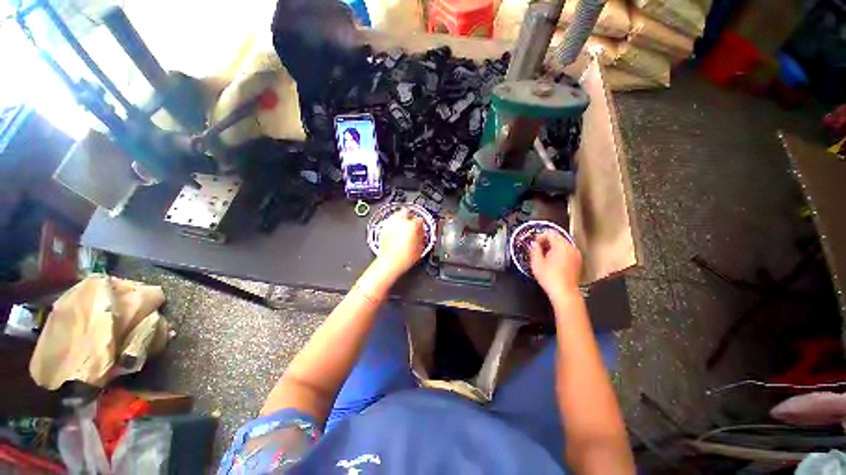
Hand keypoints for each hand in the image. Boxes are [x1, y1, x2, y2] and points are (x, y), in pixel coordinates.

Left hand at [375, 209, 425, 278]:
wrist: (390, 263)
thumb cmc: (404, 257)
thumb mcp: (420, 248)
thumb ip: (422, 237)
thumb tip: (421, 233)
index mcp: (412, 225)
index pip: (420, 220)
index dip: (421, 225)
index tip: (421, 229)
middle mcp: (400, 221)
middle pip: (407, 212)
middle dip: (410, 216)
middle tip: (412, 224)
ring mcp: (391, 224)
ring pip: (397, 215)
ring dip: (401, 219)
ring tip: (404, 227)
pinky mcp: (384, 228)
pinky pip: (391, 222)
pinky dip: (394, 224)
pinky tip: (397, 232)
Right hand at [530, 230, 581, 294]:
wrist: (564, 293)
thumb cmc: (550, 277)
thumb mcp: (536, 262)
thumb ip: (534, 250)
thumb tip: (534, 244)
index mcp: (561, 245)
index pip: (550, 233)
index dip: (540, 237)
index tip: (534, 244)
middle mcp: (571, 248)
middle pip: (558, 238)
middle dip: (547, 242)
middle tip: (537, 249)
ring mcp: (576, 255)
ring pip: (563, 246)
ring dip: (553, 248)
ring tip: (544, 256)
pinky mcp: (578, 262)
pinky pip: (567, 253)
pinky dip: (560, 254)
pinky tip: (553, 262)